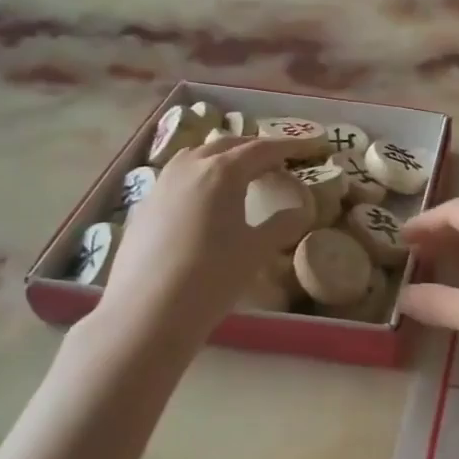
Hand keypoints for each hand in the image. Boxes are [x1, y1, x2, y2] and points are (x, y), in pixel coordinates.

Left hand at [99, 135, 313, 335]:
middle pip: (229, 145)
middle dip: (256, 149)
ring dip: (225, 157)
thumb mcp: (257, 250)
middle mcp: (190, 167)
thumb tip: (301, 209)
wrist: (146, 313)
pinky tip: (207, 202)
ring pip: (198, 156)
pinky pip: (179, 176)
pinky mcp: (144, 205)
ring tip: (243, 175)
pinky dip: (202, 176)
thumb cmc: (211, 277)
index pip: (263, 148)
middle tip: (279, 162)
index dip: (290, 145)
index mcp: (222, 171)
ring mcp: (162, 184)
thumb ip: (283, 224)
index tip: (313, 146)